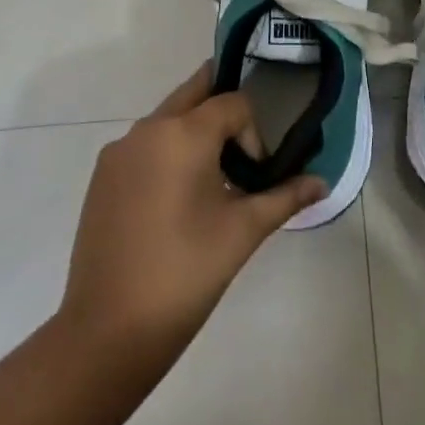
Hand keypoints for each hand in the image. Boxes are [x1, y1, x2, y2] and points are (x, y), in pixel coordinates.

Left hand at [58, 65, 324, 360]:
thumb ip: (284, 197)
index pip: (233, 103)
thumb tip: (322, 183)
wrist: (107, 331)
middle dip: (222, 106)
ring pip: (167, 119)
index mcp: (183, 133)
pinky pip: (144, 145)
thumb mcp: (242, 232)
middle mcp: (148, 129)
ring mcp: (119, 151)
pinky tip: (175, 200)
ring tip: (211, 179)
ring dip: (193, 131)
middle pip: (194, 94)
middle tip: (243, 141)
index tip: (256, 175)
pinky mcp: (102, 176)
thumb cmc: (185, 274)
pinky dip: (166, 153)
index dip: (253, 132)